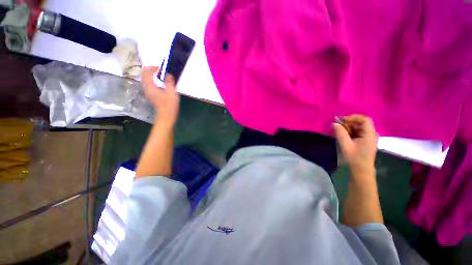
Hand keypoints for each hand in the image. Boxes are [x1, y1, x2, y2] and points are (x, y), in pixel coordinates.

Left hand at [141, 66, 179, 127]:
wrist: (166, 117)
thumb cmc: (169, 106)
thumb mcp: (172, 93)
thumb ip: (169, 82)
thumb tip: (168, 74)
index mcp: (150, 86)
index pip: (147, 71)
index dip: (154, 67)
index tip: (163, 69)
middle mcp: (146, 87)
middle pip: (144, 74)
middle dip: (152, 70)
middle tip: (162, 71)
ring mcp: (147, 91)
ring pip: (145, 79)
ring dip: (152, 75)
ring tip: (161, 75)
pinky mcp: (150, 94)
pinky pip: (148, 83)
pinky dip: (152, 80)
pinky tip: (160, 82)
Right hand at [333, 115, 377, 178]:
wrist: (361, 170)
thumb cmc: (354, 158)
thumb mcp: (345, 145)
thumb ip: (340, 133)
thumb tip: (334, 123)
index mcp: (370, 134)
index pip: (364, 119)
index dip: (353, 117)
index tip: (342, 120)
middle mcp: (372, 134)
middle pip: (362, 123)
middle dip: (349, 122)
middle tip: (338, 125)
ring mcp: (369, 138)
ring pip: (359, 127)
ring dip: (349, 127)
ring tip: (339, 131)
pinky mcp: (366, 141)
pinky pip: (358, 132)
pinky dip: (350, 131)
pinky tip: (344, 135)